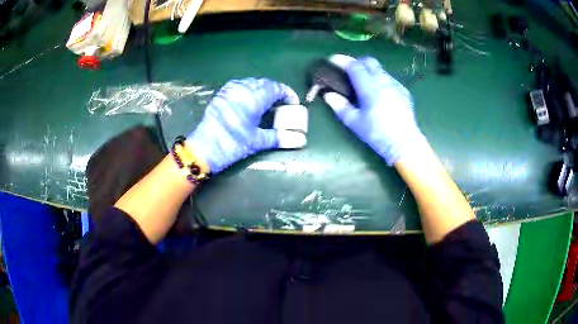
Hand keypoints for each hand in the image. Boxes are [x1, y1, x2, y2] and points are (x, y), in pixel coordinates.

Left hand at [187, 78, 299, 173]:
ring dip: (262, 90)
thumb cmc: (232, 144)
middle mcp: (242, 88)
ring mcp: (230, 90)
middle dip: (276, 92)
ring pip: (252, 83)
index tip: (294, 104)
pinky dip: (249, 90)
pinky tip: (250, 102)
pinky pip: (240, 85)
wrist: (203, 148)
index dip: (287, 94)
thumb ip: (279, 137)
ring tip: (267, 104)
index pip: (276, 88)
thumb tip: (301, 140)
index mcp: (254, 97)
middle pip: (265, 83)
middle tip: (282, 105)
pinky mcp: (221, 94)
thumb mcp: (257, 141)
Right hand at [323, 56, 425, 164]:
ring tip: (363, 83)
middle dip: (357, 62)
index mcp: (369, 87)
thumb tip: (328, 95)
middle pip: (369, 61)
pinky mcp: (403, 91)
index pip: (354, 66)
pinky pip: (389, 79)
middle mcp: (383, 81)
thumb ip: (340, 106)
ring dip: (369, 71)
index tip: (332, 59)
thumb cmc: (377, 134)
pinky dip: (380, 80)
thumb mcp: (355, 123)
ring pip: (380, 70)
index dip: (342, 60)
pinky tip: (379, 93)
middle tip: (348, 71)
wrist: (405, 143)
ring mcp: (395, 85)